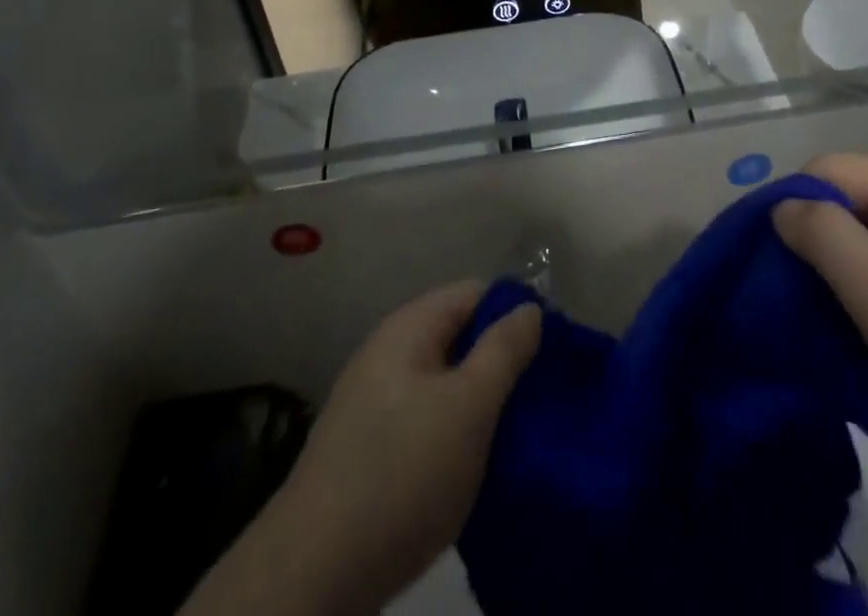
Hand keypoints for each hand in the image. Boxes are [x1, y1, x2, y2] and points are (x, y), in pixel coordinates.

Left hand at [190, 284, 541, 615]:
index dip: (516, 312)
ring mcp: (375, 403)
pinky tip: (478, 464)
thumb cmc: (402, 474)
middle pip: (459, 336)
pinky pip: (427, 420)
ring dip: (482, 402)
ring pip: (445, 384)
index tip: (554, 348)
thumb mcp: (468, 407)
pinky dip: (456, 433)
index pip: (475, 293)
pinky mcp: (371, 450)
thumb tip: (528, 307)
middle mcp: (389, 354)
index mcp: (409, 328)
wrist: (313, 575)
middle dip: (502, 360)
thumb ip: (504, 351)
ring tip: (520, 431)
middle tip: (543, 395)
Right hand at [774, 154, 867, 491]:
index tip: (773, 256)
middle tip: (792, 299)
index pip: (832, 168)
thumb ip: (827, 238)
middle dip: (814, 245)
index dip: (795, 201)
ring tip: (822, 327)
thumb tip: (782, 205)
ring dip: (840, 281)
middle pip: (850, 206)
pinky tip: (863, 345)